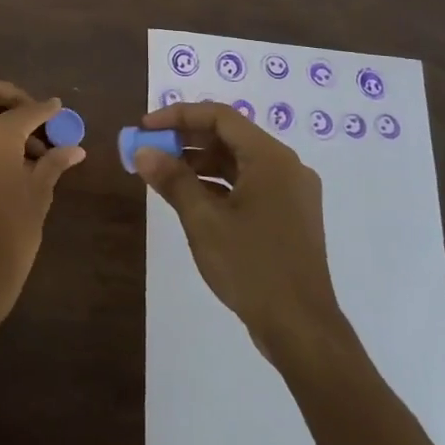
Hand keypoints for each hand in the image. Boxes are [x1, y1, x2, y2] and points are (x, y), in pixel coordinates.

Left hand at [0, 79, 84, 325]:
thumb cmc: (13, 230)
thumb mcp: (39, 193)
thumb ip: (53, 162)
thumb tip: (74, 148)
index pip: (25, 110)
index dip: (46, 109)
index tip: (58, 108)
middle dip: (10, 96)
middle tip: (33, 114)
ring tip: (28, 149)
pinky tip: (6, 162)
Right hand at [133, 101, 342, 350]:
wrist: (301, 328)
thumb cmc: (251, 266)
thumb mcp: (203, 221)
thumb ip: (173, 180)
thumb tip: (143, 151)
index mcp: (271, 159)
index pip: (220, 117)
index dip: (179, 116)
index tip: (145, 128)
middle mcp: (286, 167)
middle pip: (230, 137)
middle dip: (186, 140)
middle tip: (149, 150)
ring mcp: (291, 193)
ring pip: (239, 163)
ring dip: (199, 164)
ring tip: (162, 175)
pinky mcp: (289, 216)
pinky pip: (249, 185)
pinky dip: (218, 185)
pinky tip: (190, 199)